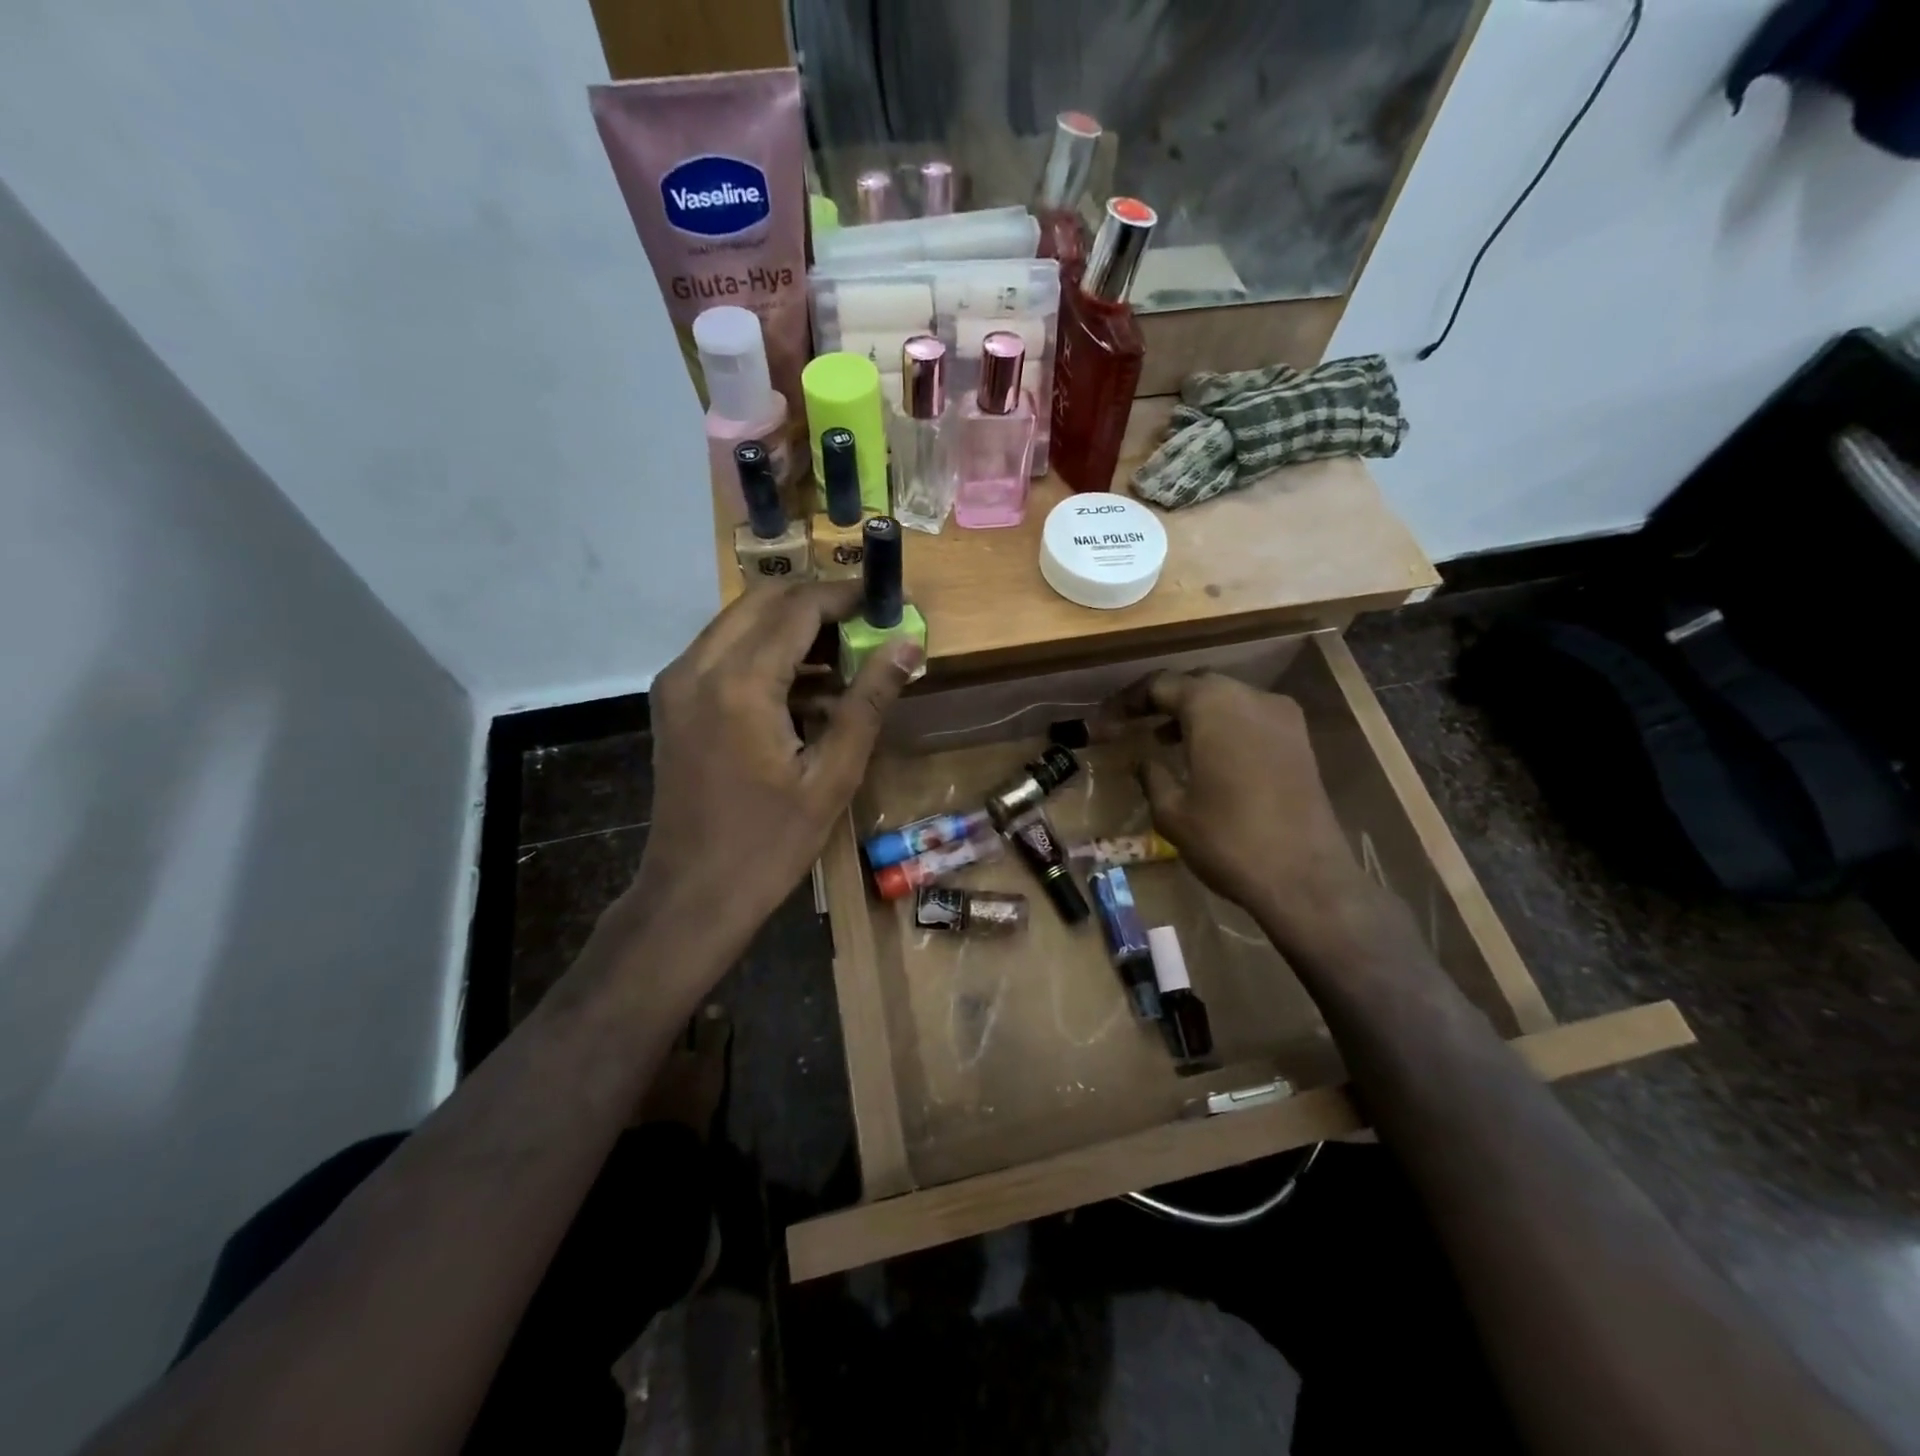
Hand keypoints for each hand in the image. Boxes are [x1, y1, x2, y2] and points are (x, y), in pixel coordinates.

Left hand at [627, 581, 921, 966]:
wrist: (693, 894)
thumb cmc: (770, 843)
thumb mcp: (833, 775)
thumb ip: (868, 700)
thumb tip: (908, 644)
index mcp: (740, 683)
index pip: (798, 607)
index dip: (846, 598)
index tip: (888, 605)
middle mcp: (697, 667)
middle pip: (764, 601)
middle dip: (819, 605)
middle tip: (867, 630)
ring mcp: (677, 682)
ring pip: (740, 622)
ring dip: (792, 628)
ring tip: (845, 662)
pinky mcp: (673, 700)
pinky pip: (724, 652)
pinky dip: (766, 653)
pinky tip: (805, 691)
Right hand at [1133, 672, 1374, 952]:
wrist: (1306, 878)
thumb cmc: (1228, 840)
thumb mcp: (1172, 812)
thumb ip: (1152, 775)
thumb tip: (1143, 759)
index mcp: (1212, 705)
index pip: (1160, 685)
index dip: (1127, 702)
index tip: (1105, 724)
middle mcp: (1249, 697)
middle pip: (1195, 684)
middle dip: (1162, 701)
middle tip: (1133, 724)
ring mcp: (1281, 716)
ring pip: (1226, 698)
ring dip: (1194, 713)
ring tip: (1164, 739)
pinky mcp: (1299, 740)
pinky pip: (1250, 717)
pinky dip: (1223, 725)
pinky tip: (1207, 755)